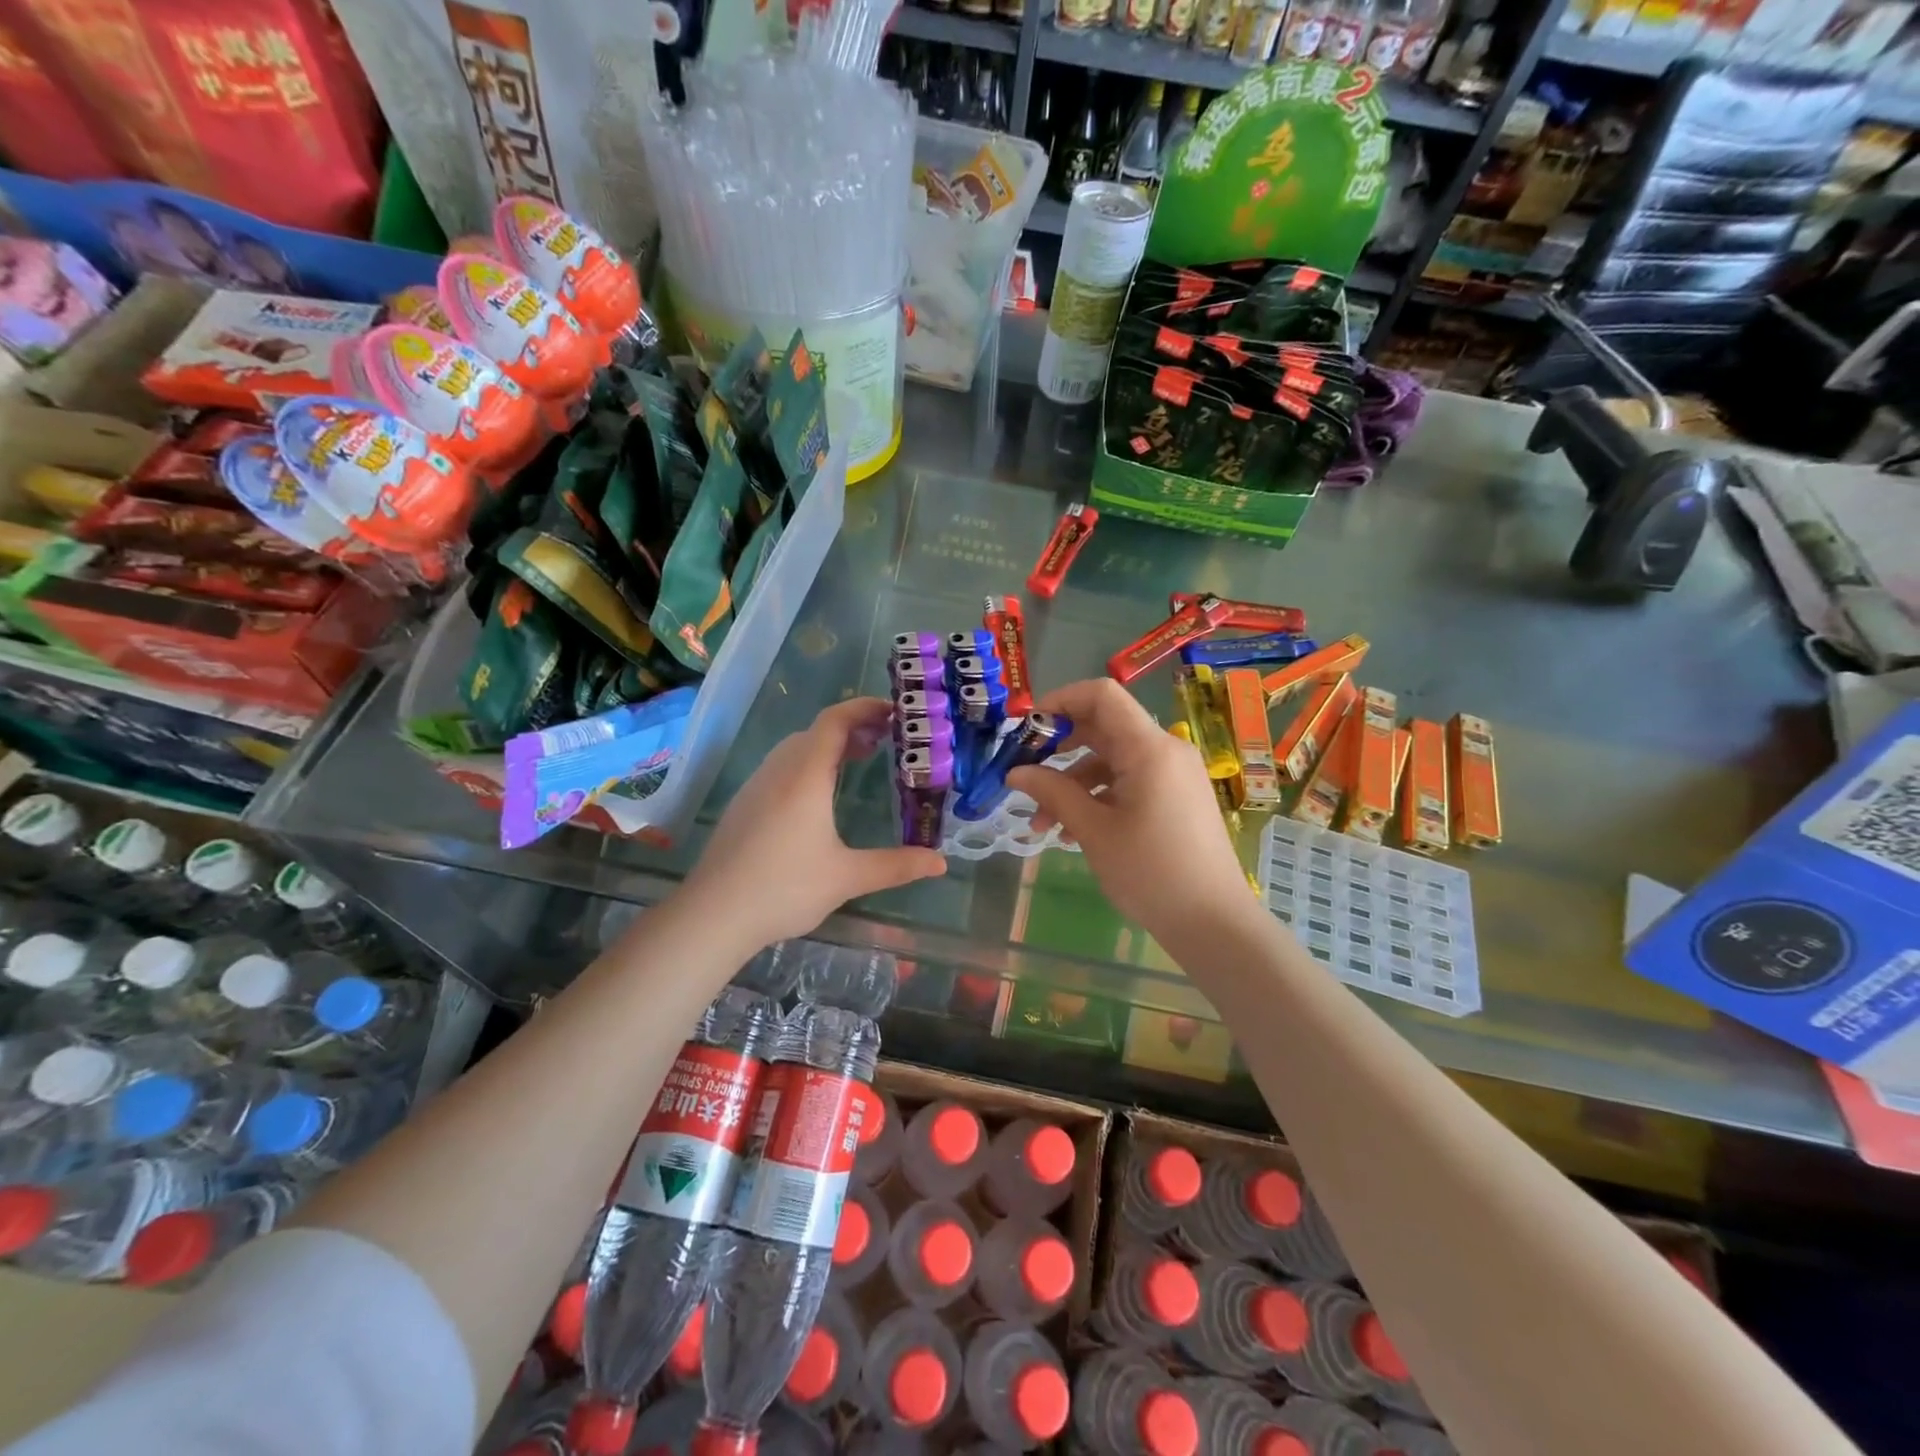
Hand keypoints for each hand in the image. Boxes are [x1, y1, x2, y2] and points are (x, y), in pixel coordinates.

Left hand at [683, 697, 945, 947]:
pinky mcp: (743, 805)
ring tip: (858, 762)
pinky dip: (808, 765)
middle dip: (853, 727)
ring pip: (795, 749)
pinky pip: (781, 768)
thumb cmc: (784, 888)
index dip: (865, 709)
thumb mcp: (847, 878)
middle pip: (816, 731)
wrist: (713, 914)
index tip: (895, 712)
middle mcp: (778, 771)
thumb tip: (940, 862)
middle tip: (887, 741)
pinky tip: (818, 797)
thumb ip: (896, 866)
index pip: (835, 721)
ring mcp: (756, 786)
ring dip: (828, 746)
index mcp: (805, 776)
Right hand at [1008, 679, 1253, 949]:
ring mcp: (1173, 774)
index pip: (1101, 695)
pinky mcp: (1175, 797)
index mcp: (1149, 748)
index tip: (1026, 727)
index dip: (1059, 701)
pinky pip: (1128, 781)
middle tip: (1023, 773)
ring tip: (1041, 823)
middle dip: (1058, 748)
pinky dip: (1097, 796)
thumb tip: (1015, 772)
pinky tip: (1071, 832)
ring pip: (1111, 760)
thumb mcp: (1094, 831)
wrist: (1213, 923)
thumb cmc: (1151, 872)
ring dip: (1072, 783)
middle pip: (1103, 727)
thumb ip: (1053, 792)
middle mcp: (1165, 750)